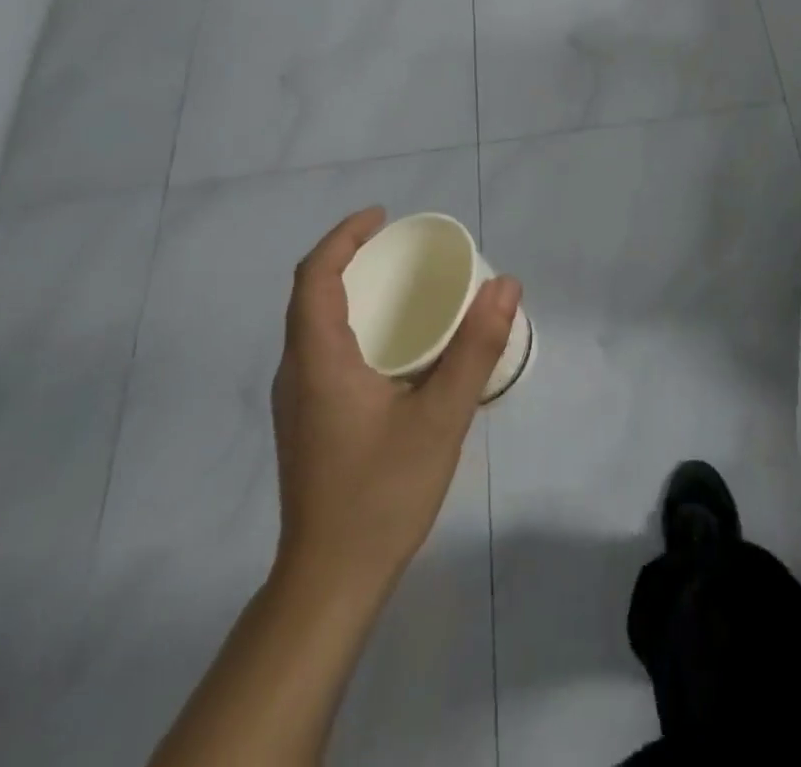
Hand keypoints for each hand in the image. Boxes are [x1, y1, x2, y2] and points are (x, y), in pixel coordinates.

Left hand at [269, 207, 522, 597]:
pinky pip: (320, 350)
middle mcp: (296, 372)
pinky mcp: (305, 423)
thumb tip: (505, 284)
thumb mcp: (441, 417)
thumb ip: (475, 348)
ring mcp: (296, 401)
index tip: (382, 217)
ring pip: (312, 324)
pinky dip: (350, 323)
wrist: (328, 583)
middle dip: (350, 258)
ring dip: (348, 291)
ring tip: (399, 285)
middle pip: (310, 294)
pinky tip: (390, 346)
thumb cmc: (381, 494)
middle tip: (401, 247)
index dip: (343, 236)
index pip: (314, 276)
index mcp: (318, 359)